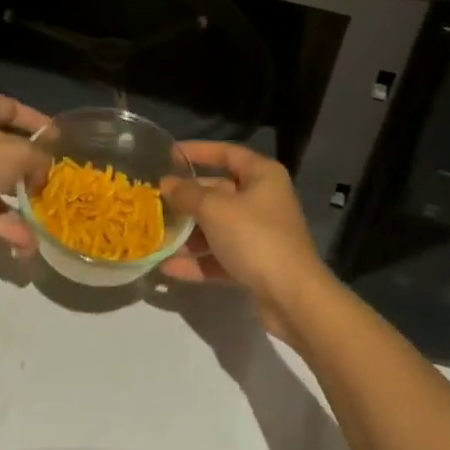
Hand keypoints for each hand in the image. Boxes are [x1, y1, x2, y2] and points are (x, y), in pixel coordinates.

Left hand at [0, 91, 46, 249]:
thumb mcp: (18, 154)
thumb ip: (39, 158)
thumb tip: (47, 170)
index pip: (13, 108)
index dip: (38, 123)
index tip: (59, 141)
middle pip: (6, 146)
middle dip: (31, 167)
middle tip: (54, 180)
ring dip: (20, 201)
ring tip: (44, 218)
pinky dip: (4, 221)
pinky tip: (26, 243)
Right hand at [159, 142, 329, 314]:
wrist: (293, 298)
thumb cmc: (254, 237)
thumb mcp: (214, 209)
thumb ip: (187, 194)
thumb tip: (166, 184)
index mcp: (262, 175)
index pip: (227, 152)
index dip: (198, 151)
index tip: (169, 155)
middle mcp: (263, 200)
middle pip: (219, 191)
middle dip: (187, 198)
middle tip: (156, 200)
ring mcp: (260, 234)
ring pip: (218, 227)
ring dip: (189, 233)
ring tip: (157, 237)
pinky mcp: (255, 265)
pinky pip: (221, 256)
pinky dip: (198, 261)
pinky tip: (169, 268)